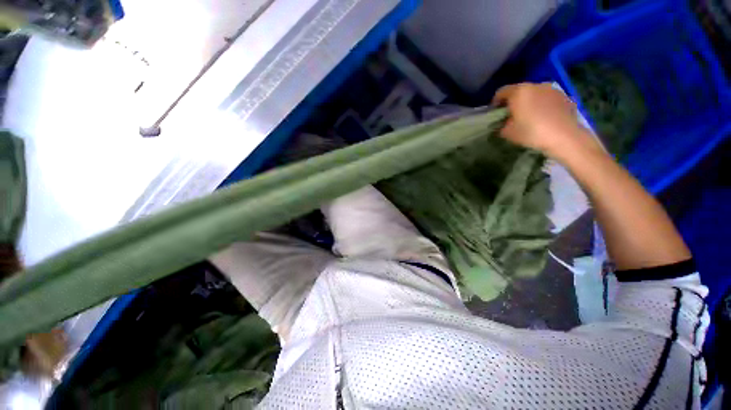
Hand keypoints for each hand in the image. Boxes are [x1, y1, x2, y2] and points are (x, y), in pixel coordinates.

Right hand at [492, 83, 600, 160]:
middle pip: (519, 91)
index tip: (495, 113)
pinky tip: (543, 118)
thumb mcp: (508, 133)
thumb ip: (502, 125)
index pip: (501, 92)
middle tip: (511, 115)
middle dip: (513, 101)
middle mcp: (535, 85)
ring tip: (529, 116)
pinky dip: (543, 105)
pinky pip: (548, 99)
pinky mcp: (564, 97)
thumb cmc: (531, 132)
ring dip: (529, 102)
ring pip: (535, 94)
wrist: (564, 137)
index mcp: (519, 92)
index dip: (496, 102)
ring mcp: (552, 90)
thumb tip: (503, 123)